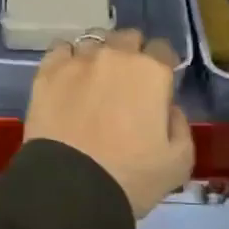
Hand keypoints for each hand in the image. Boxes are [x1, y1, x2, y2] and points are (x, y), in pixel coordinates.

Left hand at [24, 28, 192, 219]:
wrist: (71, 189)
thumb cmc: (131, 178)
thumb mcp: (179, 162)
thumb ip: (180, 126)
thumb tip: (169, 108)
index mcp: (152, 72)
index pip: (163, 49)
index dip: (162, 65)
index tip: (157, 86)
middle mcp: (116, 56)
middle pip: (128, 38)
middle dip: (131, 54)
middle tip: (126, 84)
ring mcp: (79, 60)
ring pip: (94, 40)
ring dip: (99, 54)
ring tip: (93, 79)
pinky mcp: (48, 71)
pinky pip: (61, 50)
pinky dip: (67, 59)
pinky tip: (67, 78)